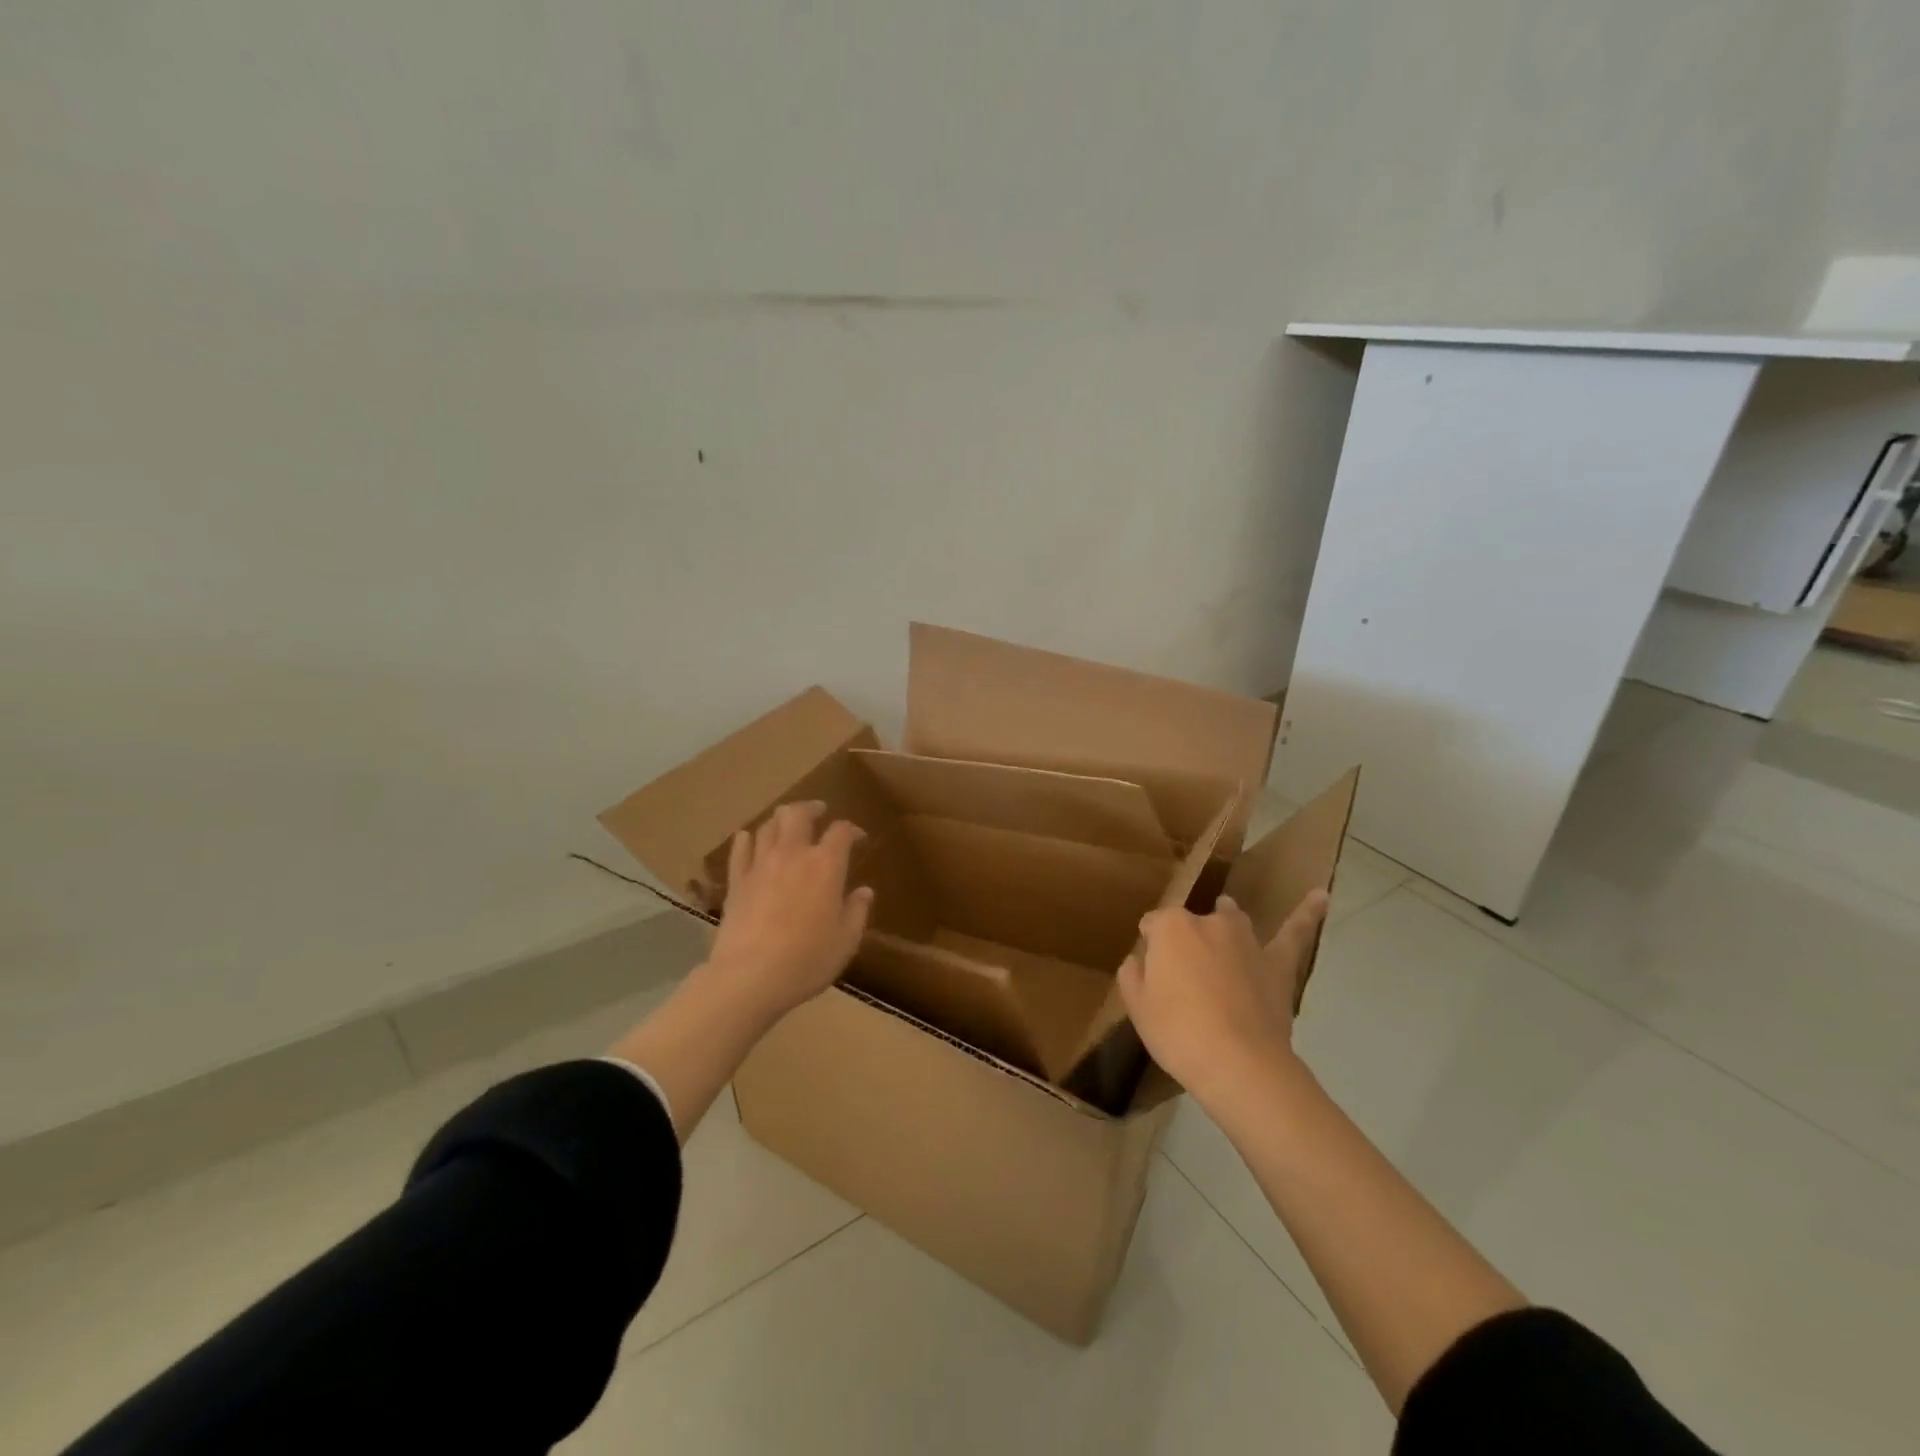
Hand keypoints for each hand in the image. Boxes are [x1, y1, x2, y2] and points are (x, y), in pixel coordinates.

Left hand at [704, 800, 873, 1022]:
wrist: (749, 977)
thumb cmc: (806, 960)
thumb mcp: (846, 941)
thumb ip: (857, 911)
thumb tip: (864, 891)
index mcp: (826, 865)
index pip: (841, 831)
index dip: (852, 830)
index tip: (859, 838)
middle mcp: (793, 854)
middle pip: (798, 814)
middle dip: (810, 808)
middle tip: (819, 811)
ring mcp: (760, 865)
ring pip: (768, 826)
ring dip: (780, 820)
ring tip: (787, 825)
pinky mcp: (736, 881)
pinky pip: (740, 849)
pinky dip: (747, 839)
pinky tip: (749, 838)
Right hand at [1117, 889, 1329, 1108]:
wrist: (1238, 1065)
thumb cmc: (1178, 1033)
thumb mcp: (1137, 1007)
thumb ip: (1133, 974)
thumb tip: (1139, 959)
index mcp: (1171, 928)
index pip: (1153, 925)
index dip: (1150, 947)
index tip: (1150, 972)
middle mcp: (1208, 922)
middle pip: (1191, 924)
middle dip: (1185, 942)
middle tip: (1182, 979)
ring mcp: (1246, 940)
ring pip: (1232, 921)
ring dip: (1224, 926)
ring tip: (1220, 939)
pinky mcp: (1277, 963)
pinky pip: (1294, 933)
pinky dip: (1307, 913)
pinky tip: (1321, 895)